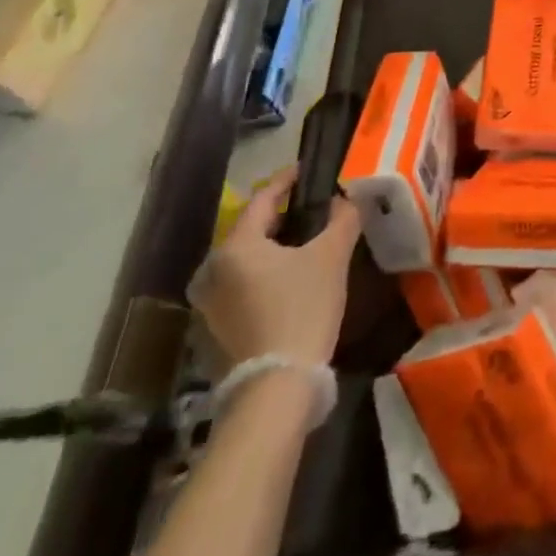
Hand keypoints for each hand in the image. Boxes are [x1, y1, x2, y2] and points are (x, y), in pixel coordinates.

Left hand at [188, 166, 360, 369]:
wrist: (277, 385)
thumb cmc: (303, 309)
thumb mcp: (331, 257)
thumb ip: (342, 219)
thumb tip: (345, 198)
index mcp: (236, 245)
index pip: (263, 198)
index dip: (288, 180)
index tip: (309, 170)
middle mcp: (213, 268)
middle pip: (253, 228)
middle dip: (283, 214)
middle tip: (315, 206)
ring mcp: (210, 300)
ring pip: (247, 257)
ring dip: (275, 245)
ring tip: (307, 240)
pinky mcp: (216, 325)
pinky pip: (243, 282)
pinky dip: (266, 271)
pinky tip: (292, 276)